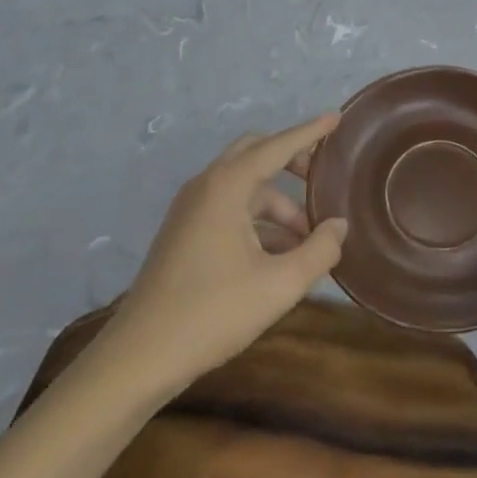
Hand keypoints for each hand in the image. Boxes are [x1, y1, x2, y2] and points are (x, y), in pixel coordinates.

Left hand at [100, 115, 347, 395]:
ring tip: (308, 236)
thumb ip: (319, 250)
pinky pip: (228, 207)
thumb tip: (339, 225)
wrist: (137, 359)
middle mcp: (206, 186)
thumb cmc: (212, 313)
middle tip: (322, 176)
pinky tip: (279, 253)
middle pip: (255, 153)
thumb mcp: (280, 285)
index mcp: (227, 186)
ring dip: (278, 201)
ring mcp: (190, 209)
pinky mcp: (183, 232)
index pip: (278, 146)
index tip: (336, 118)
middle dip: (291, 159)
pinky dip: (257, 218)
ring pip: (243, 185)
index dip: (310, 131)